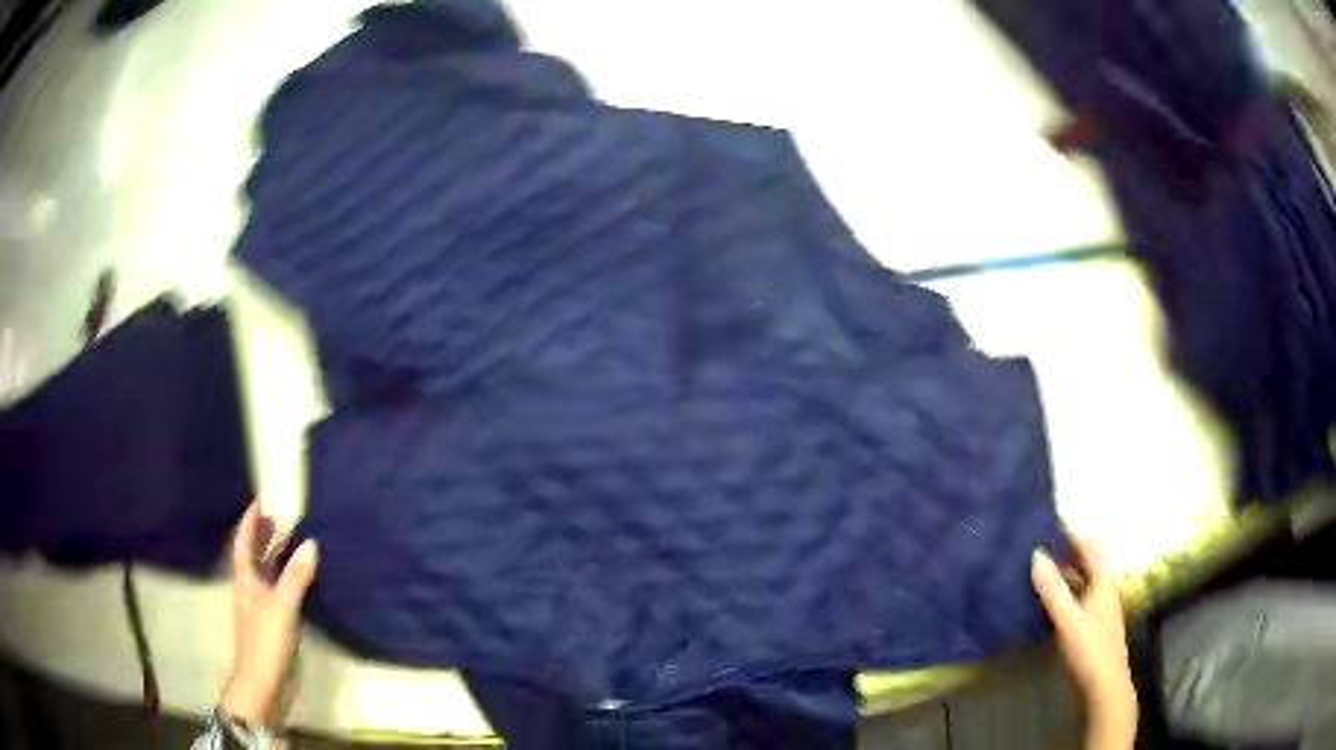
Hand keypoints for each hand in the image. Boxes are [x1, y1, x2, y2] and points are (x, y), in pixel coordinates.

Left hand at [221, 502, 317, 726]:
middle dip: (261, 537)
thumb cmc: (266, 640)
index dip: (250, 522)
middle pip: (252, 557)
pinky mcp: (270, 625)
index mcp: (245, 581)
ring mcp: (259, 609)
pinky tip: (297, 582)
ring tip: (288, 543)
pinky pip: (275, 591)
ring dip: (273, 557)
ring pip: (264, 574)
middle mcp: (249, 590)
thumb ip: (296, 576)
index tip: (258, 501)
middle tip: (276, 518)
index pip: (244, 543)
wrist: (263, 682)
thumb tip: (311, 543)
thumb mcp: (282, 606)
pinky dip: (283, 579)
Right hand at [1032, 536, 1135, 749]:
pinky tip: (1047, 604)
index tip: (1049, 523)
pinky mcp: (1093, 627)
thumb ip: (1053, 589)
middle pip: (1087, 563)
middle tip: (1039, 546)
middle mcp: (1105, 591)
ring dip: (1065, 574)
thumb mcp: (1068, 620)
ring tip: (1038, 572)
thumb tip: (1036, 554)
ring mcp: (1100, 610)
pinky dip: (1065, 594)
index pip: (1089, 547)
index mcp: (1103, 582)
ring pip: (1082, 583)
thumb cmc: (1089, 650)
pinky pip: (1078, 599)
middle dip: (1067, 552)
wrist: (1104, 688)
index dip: (1071, 533)